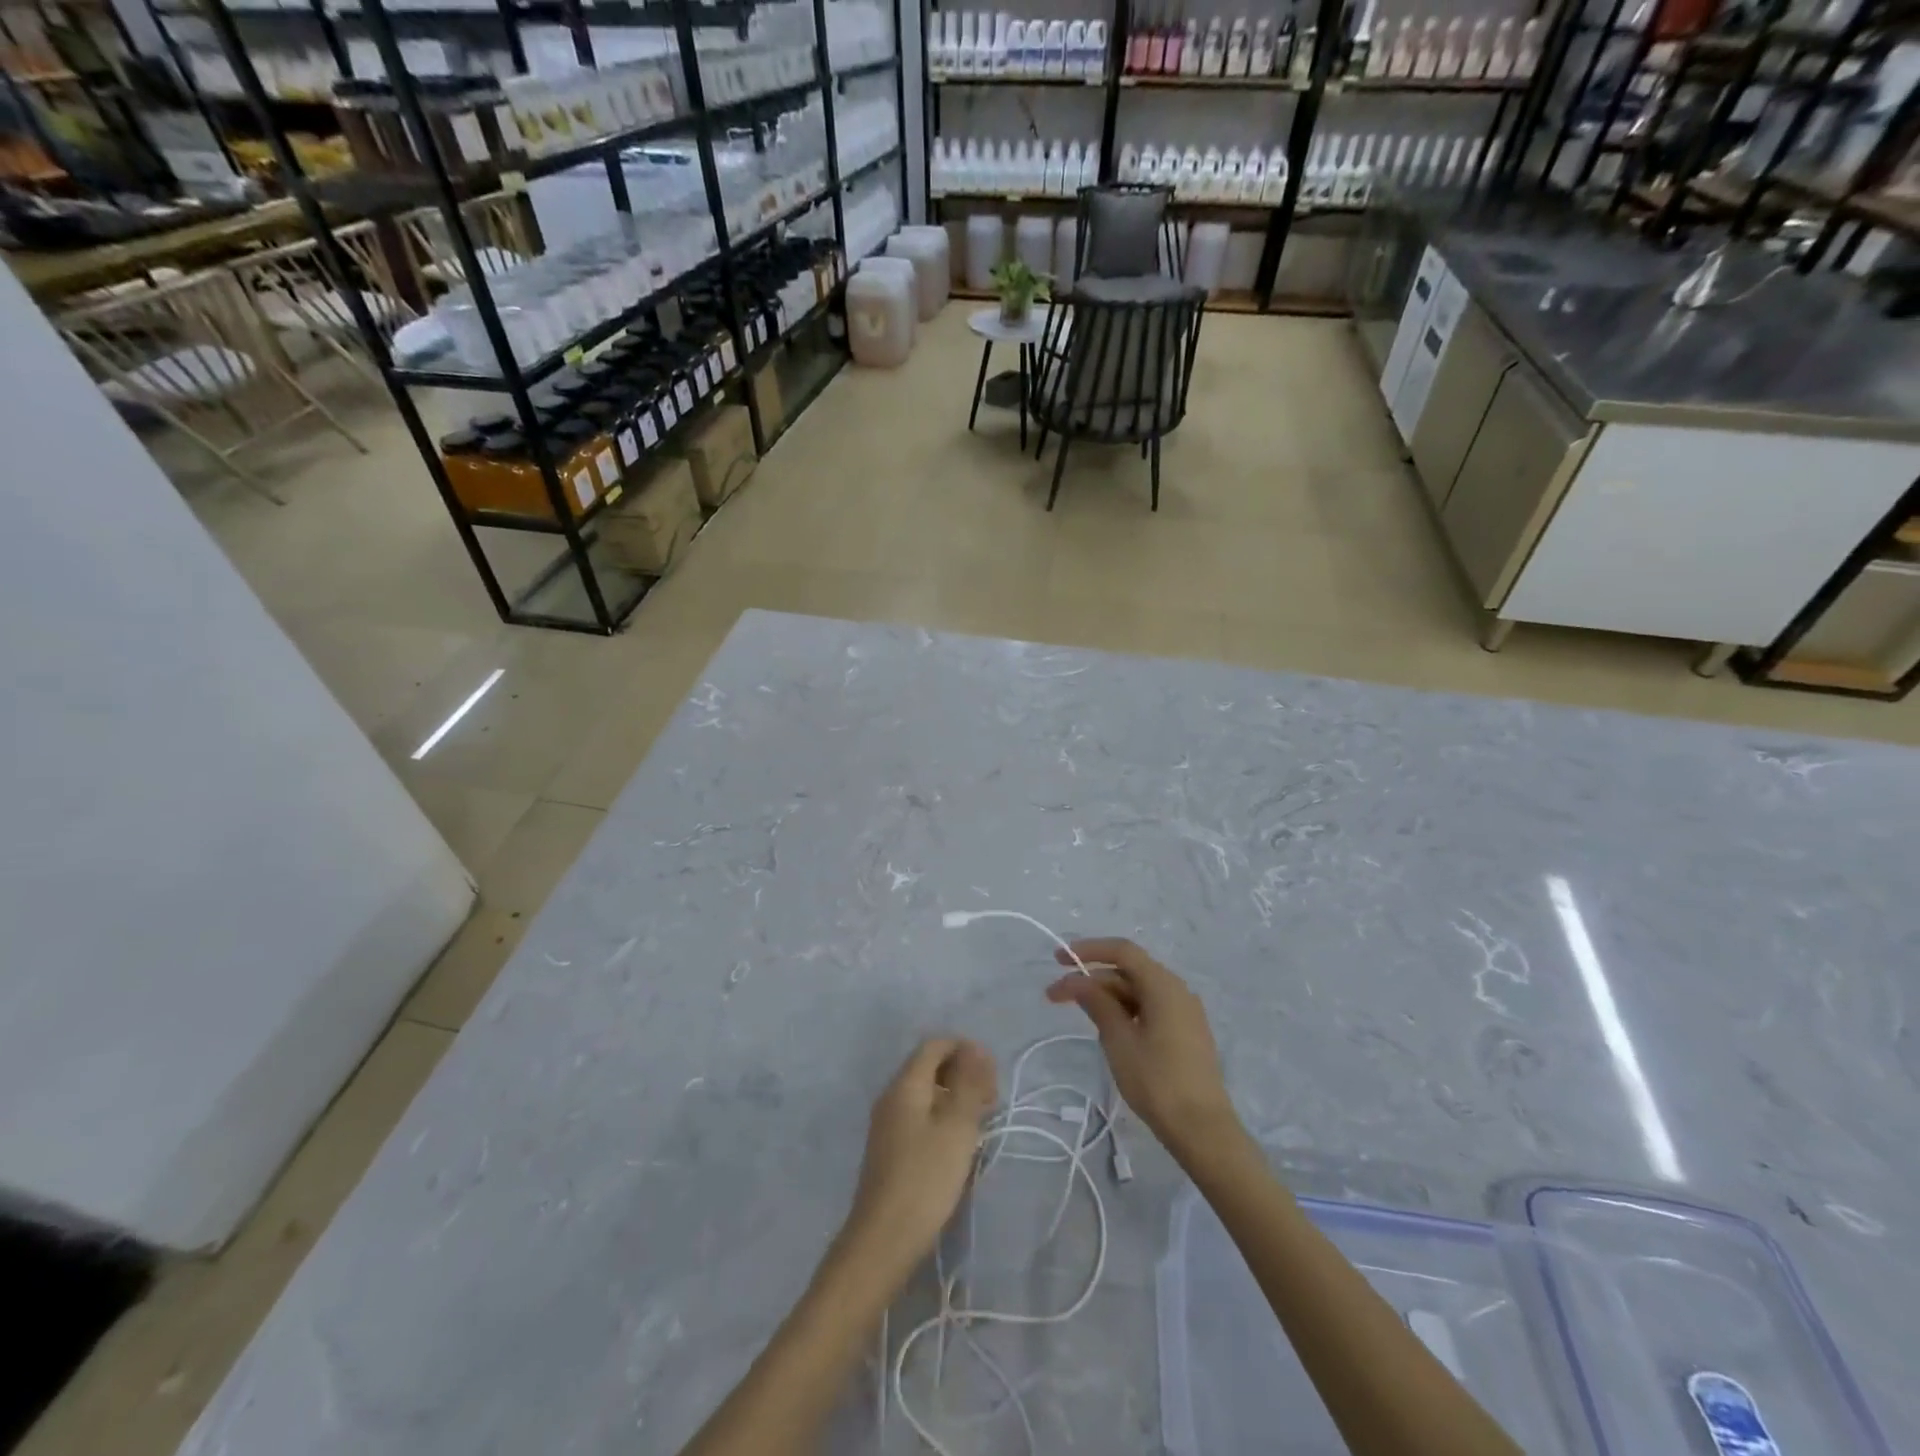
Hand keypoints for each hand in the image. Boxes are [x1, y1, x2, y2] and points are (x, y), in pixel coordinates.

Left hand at [842, 1038, 996, 1274]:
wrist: (883, 1240)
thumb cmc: (925, 1178)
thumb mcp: (957, 1127)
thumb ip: (968, 1083)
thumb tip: (975, 1049)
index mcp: (905, 1084)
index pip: (935, 1045)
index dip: (965, 1049)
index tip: (992, 1072)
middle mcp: (892, 1096)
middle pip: (929, 1066)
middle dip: (962, 1072)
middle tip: (991, 1098)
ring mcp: (888, 1123)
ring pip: (926, 1092)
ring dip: (955, 1096)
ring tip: (981, 1120)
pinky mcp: (890, 1148)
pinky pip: (920, 1115)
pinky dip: (943, 1116)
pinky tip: (959, 1141)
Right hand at [1045, 939, 1240, 1161]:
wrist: (1203, 1130)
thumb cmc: (1157, 1081)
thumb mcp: (1119, 1040)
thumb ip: (1097, 1003)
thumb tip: (1078, 981)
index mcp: (1163, 985)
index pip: (1122, 951)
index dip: (1088, 950)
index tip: (1058, 960)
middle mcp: (1177, 990)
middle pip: (1128, 971)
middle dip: (1091, 978)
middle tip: (1056, 996)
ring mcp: (1184, 1012)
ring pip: (1138, 991)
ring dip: (1106, 996)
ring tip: (1079, 1013)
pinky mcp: (1185, 1032)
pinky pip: (1150, 1008)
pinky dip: (1125, 1010)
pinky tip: (1107, 1028)